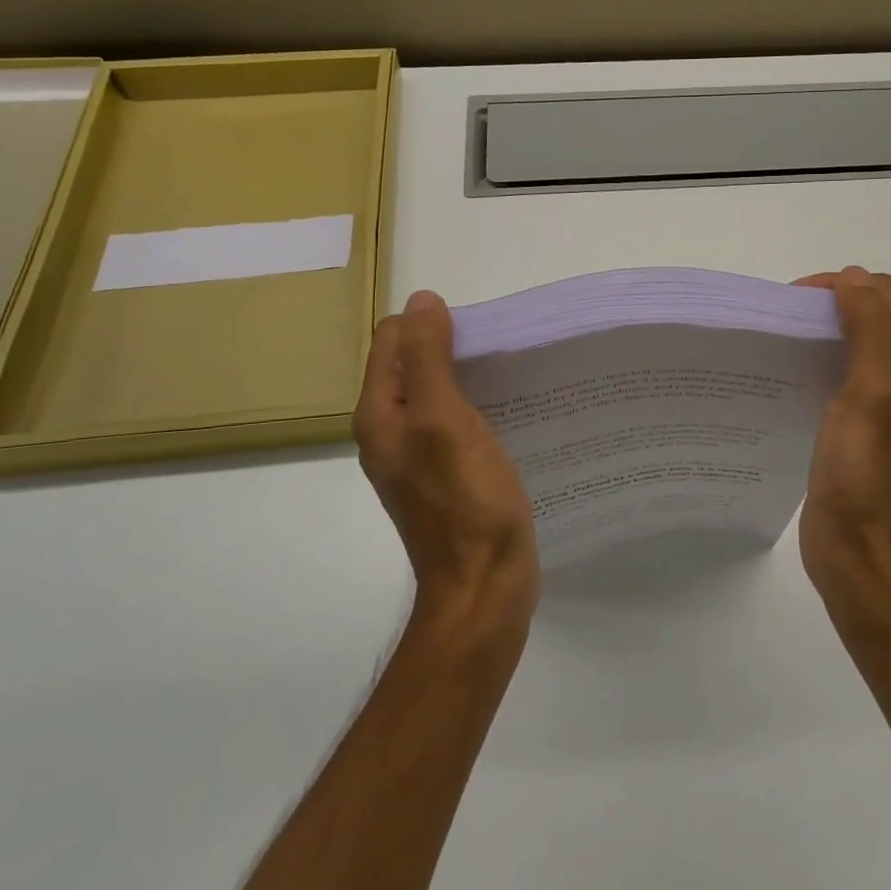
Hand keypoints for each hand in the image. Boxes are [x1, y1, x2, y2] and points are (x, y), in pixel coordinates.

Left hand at [354, 290, 539, 625]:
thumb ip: (428, 359)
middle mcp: (391, 432)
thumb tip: (421, 300)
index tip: (477, 332)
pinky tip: (510, 413)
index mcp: (380, 415)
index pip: (392, 341)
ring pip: (438, 394)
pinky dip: (478, 407)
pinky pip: (457, 423)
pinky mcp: (448, 476)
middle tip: (499, 351)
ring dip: (467, 377)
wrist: (484, 588)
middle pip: (414, 365)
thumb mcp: (445, 420)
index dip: (430, 324)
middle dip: (451, 346)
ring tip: (510, 375)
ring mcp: (419, 457)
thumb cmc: (466, 503)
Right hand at [793, 267, 890, 607]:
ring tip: (779, 344)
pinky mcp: (858, 429)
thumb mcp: (872, 393)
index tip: (794, 301)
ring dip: (820, 334)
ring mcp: (884, 407)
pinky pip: (838, 379)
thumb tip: (853, 277)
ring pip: (853, 346)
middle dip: (828, 306)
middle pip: (871, 317)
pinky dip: (814, 365)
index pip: (885, 296)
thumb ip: (869, 330)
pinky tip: (786, 378)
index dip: (842, 286)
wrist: (860, 554)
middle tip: (782, 320)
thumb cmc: (867, 474)